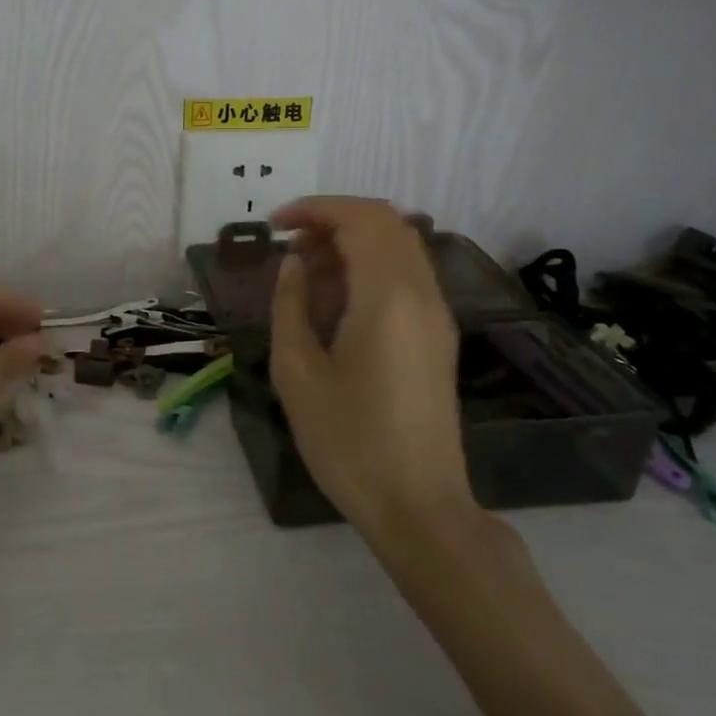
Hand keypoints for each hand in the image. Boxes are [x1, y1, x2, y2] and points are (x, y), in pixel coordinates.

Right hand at [269, 196, 471, 529]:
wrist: (418, 507)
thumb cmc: (348, 441)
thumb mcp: (298, 372)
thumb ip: (291, 304)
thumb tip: (294, 263)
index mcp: (388, 297)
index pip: (360, 219)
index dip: (315, 209)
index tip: (276, 225)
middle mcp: (422, 294)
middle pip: (385, 223)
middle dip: (333, 221)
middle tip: (289, 247)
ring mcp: (437, 315)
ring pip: (399, 247)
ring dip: (352, 243)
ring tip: (306, 272)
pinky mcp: (438, 336)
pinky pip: (406, 276)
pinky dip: (370, 267)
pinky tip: (336, 300)